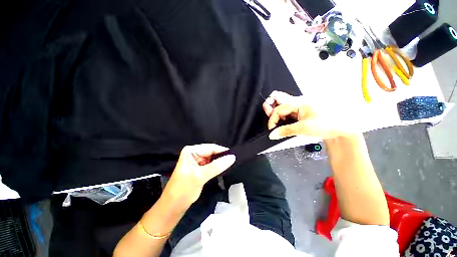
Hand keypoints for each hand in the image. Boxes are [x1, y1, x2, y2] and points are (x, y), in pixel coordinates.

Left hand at [162, 144, 235, 208]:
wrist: (173, 206)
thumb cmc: (184, 189)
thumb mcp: (200, 176)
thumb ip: (217, 166)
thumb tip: (232, 157)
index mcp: (191, 151)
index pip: (210, 147)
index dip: (222, 151)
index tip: (234, 155)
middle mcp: (194, 153)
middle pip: (212, 152)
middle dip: (221, 156)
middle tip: (233, 161)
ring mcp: (196, 160)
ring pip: (212, 158)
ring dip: (220, 162)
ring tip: (230, 164)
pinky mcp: (199, 168)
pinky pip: (211, 164)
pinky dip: (217, 166)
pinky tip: (223, 168)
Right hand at [263, 91, 360, 139]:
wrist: (340, 128)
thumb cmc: (326, 124)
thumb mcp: (303, 129)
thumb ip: (285, 131)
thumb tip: (272, 134)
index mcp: (298, 102)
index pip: (278, 109)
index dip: (272, 119)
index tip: (272, 129)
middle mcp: (297, 101)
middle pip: (277, 97)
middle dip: (270, 105)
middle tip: (269, 115)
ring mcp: (298, 105)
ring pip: (281, 103)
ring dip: (275, 111)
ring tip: (277, 121)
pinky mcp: (300, 110)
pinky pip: (286, 110)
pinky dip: (282, 115)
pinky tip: (284, 122)